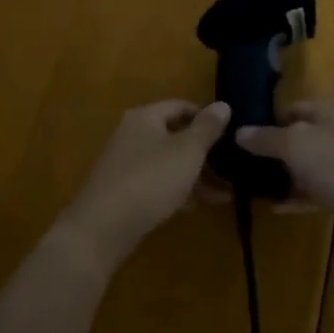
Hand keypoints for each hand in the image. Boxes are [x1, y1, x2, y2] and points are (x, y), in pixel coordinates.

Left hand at [62, 100, 231, 267]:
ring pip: (168, 162)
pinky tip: (193, 207)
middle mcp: (132, 134)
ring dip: (195, 176)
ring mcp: (125, 163)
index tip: (230, 136)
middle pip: (175, 136)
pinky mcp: (122, 190)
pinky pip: (156, 182)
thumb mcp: (187, 152)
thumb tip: (223, 104)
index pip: (181, 106)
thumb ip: (207, 128)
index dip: (206, 118)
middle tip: (231, 171)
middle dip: (205, 154)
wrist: (102, 227)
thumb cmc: (150, 180)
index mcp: (145, 117)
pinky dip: (176, 190)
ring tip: (223, 195)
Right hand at [235, 99, 333, 221]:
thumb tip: (240, 131)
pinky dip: (299, 197)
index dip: (266, 121)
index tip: (242, 139)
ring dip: (286, 176)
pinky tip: (277, 208)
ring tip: (256, 188)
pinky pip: (319, 190)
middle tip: (245, 166)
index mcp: (329, 111)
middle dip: (275, 151)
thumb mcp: (295, 145)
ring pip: (310, 165)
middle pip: (301, 136)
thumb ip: (266, 138)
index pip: (291, 108)